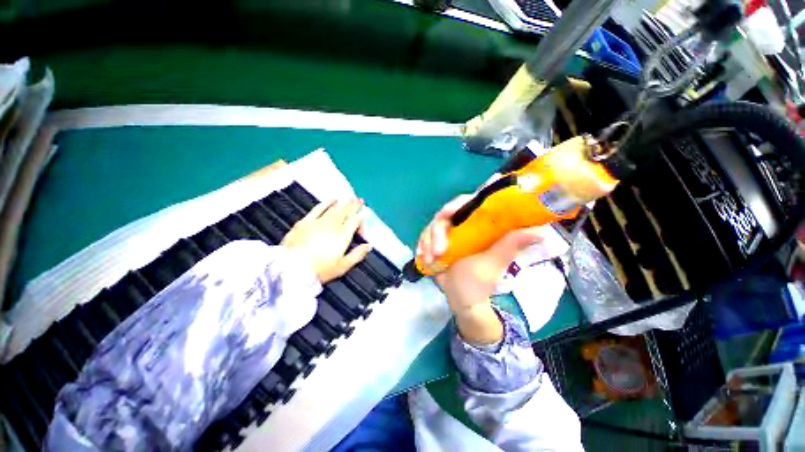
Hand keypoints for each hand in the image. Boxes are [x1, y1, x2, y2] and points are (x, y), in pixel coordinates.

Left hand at [282, 199, 371, 283]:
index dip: (361, 221)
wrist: (291, 269)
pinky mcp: (305, 221)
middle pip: (346, 211)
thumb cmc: (320, 269)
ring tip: (350, 197)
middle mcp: (333, 224)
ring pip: (335, 208)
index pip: (355, 221)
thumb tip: (369, 246)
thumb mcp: (342, 266)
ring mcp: (319, 221)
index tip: (361, 227)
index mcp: (343, 235)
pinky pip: (318, 208)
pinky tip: (331, 199)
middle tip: (360, 200)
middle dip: (354, 205)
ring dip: (343, 202)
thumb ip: (357, 254)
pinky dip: (326, 202)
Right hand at [417, 195, 544, 343]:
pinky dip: (422, 246)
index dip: (457, 203)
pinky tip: (424, 258)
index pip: (468, 202)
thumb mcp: (494, 262)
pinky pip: (424, 238)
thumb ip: (510, 245)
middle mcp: (463, 225)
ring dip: (428, 242)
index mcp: (479, 225)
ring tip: (431, 260)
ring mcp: (448, 234)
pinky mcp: (436, 243)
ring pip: (432, 226)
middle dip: (437, 231)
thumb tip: (541, 231)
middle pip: (445, 214)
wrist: (462, 300)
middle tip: (439, 251)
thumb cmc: (479, 283)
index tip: (447, 214)